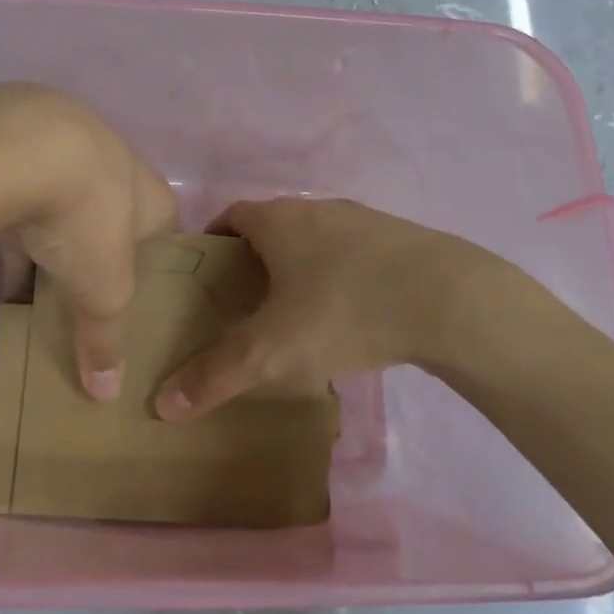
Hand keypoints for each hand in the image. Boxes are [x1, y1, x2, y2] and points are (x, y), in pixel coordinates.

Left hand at [0, 85, 177, 399]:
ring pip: (68, 208)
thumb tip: (107, 395)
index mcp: (155, 197)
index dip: (154, 269)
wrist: (23, 145)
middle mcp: (120, 167)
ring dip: (55, 244)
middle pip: (114, 221)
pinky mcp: (24, 147)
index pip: (166, 235)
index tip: (137, 300)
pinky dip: (17, 231)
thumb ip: (105, 340)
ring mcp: (71, 149)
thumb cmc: (87, 218)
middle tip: (84, 296)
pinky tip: (0, 266)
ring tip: (38, 289)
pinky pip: (26, 200)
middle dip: (99, 257)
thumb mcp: (103, 290)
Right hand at [152, 197, 539, 419]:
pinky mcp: (398, 239)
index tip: (204, 280)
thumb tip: (162, 405)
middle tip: (242, 304)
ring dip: (297, 267)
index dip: (211, 245)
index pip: (228, 218)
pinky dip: (338, 275)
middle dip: (252, 261)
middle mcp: (315, 208)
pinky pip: (351, 252)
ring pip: (313, 239)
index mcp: (277, 220)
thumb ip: (216, 374)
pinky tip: (349, 314)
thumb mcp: (273, 350)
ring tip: (294, 313)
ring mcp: (361, 219)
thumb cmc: (345, 310)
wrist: (451, 298)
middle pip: (270, 228)